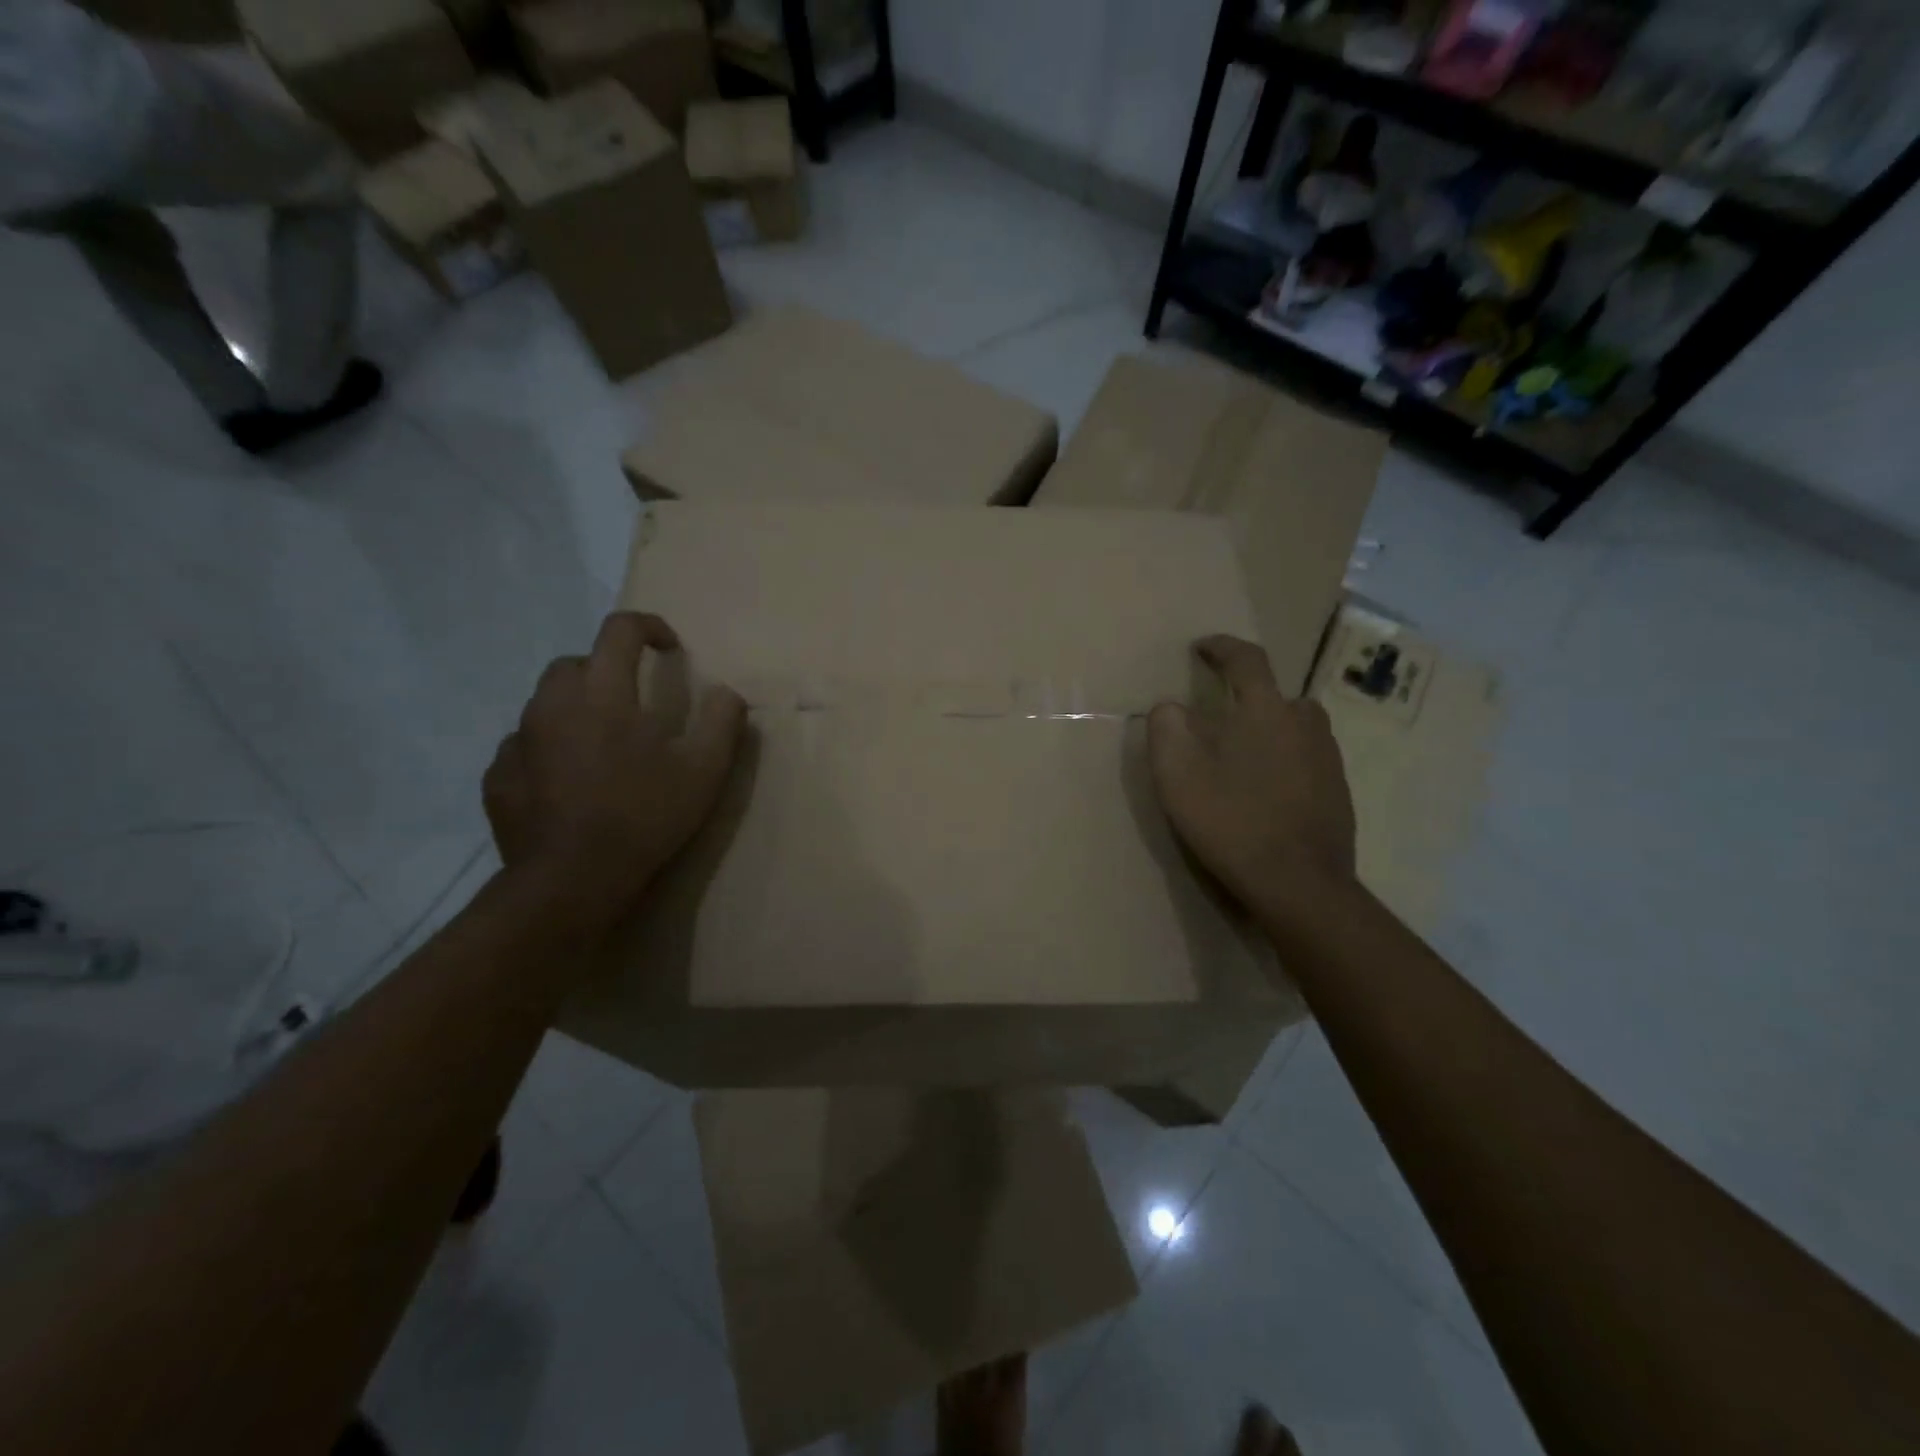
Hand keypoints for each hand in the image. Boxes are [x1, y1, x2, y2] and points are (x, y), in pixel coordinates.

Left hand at [483, 612, 744, 932]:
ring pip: (545, 704)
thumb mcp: (705, 770)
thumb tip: (728, 693)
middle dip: (606, 669)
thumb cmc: (645, 816)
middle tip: (634, 703)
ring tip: (602, 746)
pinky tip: (569, 783)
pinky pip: (524, 747)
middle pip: (574, 663)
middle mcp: (552, 704)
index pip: (619, 630)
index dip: (648, 627)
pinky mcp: (498, 777)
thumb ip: (722, 722)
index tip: (669, 647)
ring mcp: (518, 741)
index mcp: (604, 693)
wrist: (571, 880)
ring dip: (576, 710)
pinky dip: (548, 751)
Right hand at [1148, 635, 1356, 930]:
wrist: (1299, 885)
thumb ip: (1166, 729)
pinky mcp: (1338, 794)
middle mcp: (1305, 725)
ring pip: (1297, 729)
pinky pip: (1308, 761)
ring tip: (1244, 759)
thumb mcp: (1177, 774)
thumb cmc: (1232, 821)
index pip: (1246, 660)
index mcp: (1265, 711)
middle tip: (1222, 720)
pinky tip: (1267, 794)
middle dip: (1250, 698)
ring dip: (1271, 731)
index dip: (1222, 648)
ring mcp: (1328, 760)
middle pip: (1278, 696)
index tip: (1203, 646)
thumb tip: (1170, 708)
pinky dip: (1287, 764)